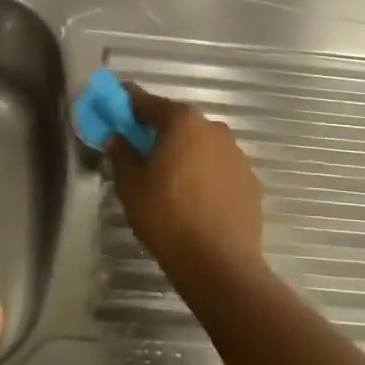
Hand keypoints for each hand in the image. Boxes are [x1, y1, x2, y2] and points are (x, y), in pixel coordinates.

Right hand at [110, 84, 263, 277]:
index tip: (114, 106)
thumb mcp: (131, 185)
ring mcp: (237, 154)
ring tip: (169, 180)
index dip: (127, 102)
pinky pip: (218, 168)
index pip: (148, 102)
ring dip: (184, 153)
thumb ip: (122, 153)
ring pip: (201, 145)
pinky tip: (194, 199)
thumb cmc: (166, 216)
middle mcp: (214, 128)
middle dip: (158, 131)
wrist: (218, 262)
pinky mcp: (250, 181)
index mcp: (182, 122)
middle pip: (178, 122)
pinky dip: (204, 174)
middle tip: (139, 150)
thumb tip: (117, 136)